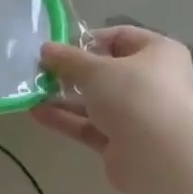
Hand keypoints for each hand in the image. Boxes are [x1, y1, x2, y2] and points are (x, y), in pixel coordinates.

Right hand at [32, 25, 192, 191]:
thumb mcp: (95, 70)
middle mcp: (153, 82)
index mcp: (158, 53)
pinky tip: (38, 114)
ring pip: (97, 102)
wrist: (157, 155)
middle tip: (42, 72)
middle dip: (72, 73)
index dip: (88, 41)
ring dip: (65, 98)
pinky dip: (67, 120)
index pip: (121, 38)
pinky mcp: (122, 142)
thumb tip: (46, 49)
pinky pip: (91, 126)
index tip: (59, 49)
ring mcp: (138, 115)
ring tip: (33, 94)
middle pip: (107, 73)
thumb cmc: (133, 95)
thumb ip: (68, 59)